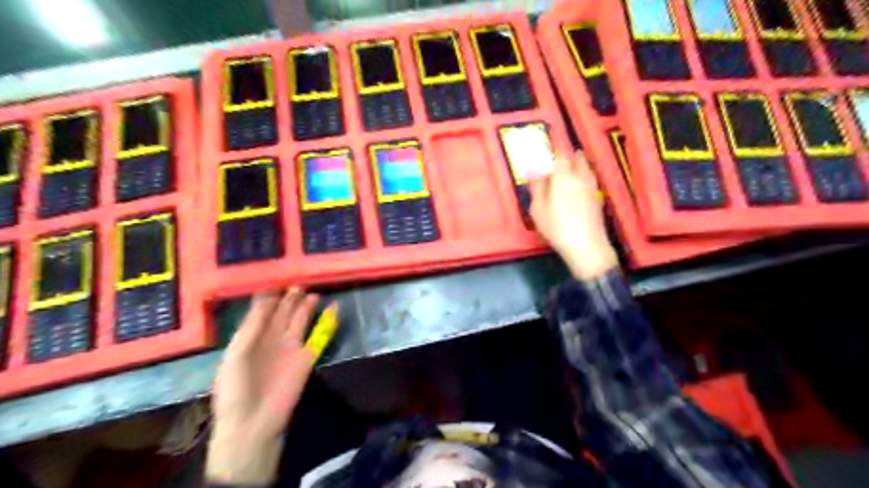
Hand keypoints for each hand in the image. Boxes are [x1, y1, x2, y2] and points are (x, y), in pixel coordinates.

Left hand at [208, 288, 320, 485]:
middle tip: (298, 282)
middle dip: (289, 297)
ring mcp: (291, 346)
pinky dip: (328, 322)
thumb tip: (268, 298)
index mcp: (250, 337)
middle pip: (282, 312)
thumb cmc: (236, 389)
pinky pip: (319, 335)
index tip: (276, 278)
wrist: (253, 422)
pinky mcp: (307, 356)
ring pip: (300, 320)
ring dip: (306, 305)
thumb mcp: (236, 355)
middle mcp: (271, 338)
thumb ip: (252, 327)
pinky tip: (333, 308)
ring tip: (312, 291)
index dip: (268, 296)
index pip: (261, 310)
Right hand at [530, 149, 616, 278]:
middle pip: (577, 158)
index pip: (560, 153)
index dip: (555, 145)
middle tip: (560, 152)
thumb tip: (534, 169)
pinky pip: (590, 178)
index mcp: (563, 176)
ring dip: (578, 162)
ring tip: (570, 163)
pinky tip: (579, 181)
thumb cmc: (557, 227)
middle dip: (568, 152)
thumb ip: (537, 186)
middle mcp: (580, 177)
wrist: (587, 246)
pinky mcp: (597, 198)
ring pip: (586, 167)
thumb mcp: (539, 208)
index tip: (550, 139)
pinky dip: (583, 174)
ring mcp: (591, 187)